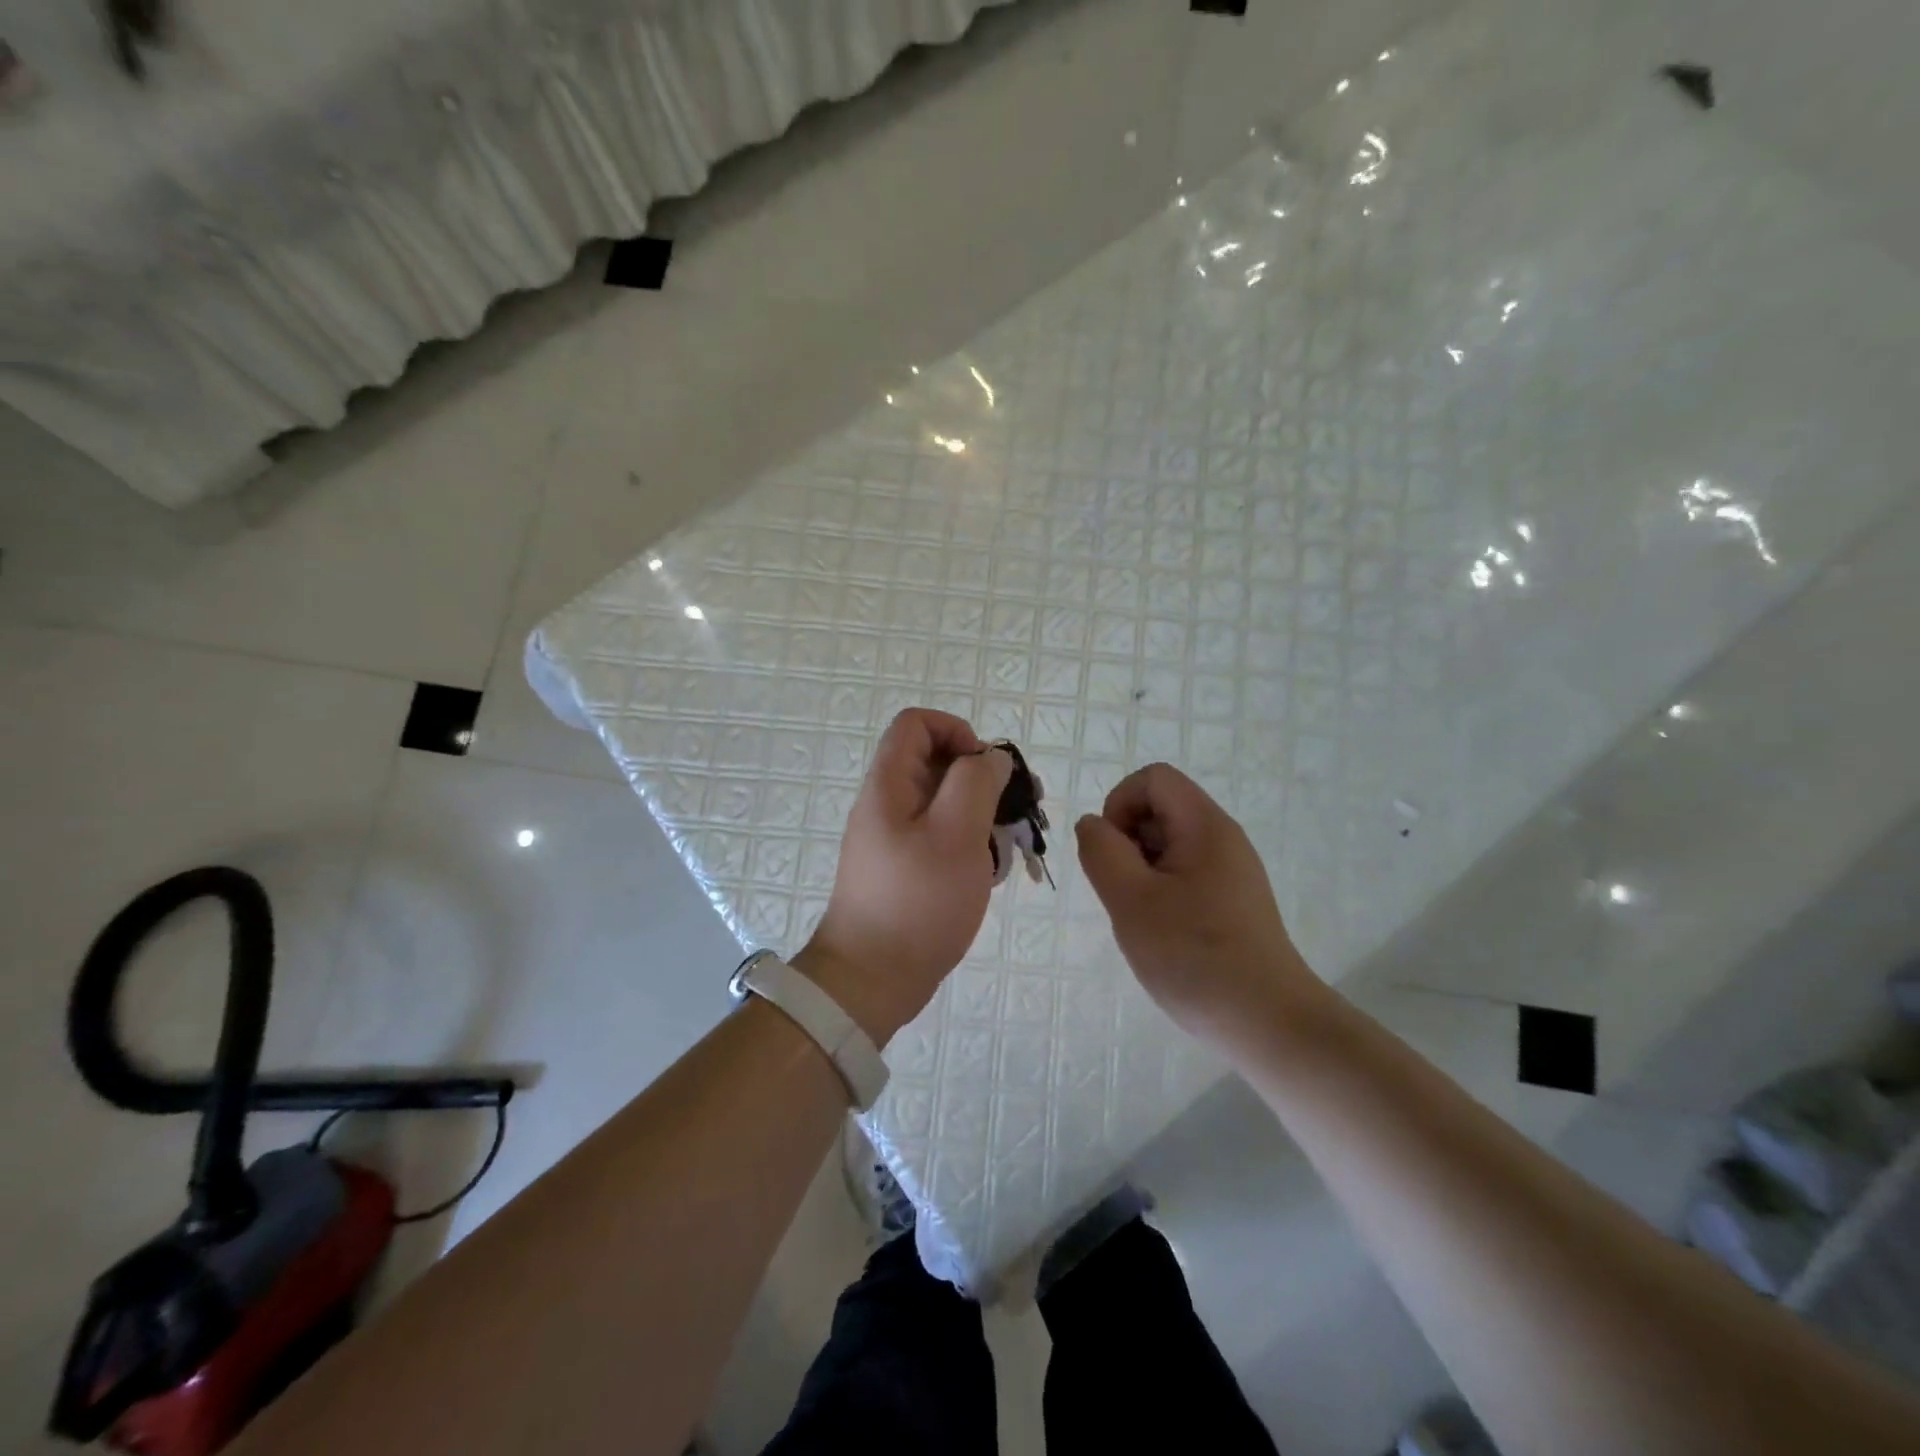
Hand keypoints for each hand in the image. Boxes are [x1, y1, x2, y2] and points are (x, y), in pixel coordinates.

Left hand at [798, 709, 1013, 1044]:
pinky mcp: (906, 869)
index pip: (916, 724)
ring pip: (945, 804)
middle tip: (1020, 808)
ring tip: (1013, 844)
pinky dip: (970, 845)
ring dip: (983, 815)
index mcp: (889, 786)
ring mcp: (895, 839)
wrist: (872, 979)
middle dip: (983, 778)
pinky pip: (942, 838)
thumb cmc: (917, 901)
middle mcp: (888, 805)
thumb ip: (976, 783)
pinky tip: (991, 872)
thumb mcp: (955, 834)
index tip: (987, 768)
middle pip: (936, 764)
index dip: (957, 731)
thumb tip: (991, 757)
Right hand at [1075, 763, 1321, 1045]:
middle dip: (1127, 842)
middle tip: (1125, 895)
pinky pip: (1184, 874)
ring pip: (1167, 845)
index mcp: (1205, 826)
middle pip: (1160, 809)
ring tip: (1143, 920)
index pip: (1152, 779)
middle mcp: (1223, 838)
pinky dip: (1160, 892)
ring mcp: (1231, 871)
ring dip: (1140, 872)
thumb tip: (1093, 825)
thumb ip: (1101, 851)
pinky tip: (1163, 934)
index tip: (1113, 855)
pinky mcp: (1232, 901)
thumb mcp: (1131, 900)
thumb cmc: (1195, 957)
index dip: (1119, 804)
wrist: (1268, 1023)